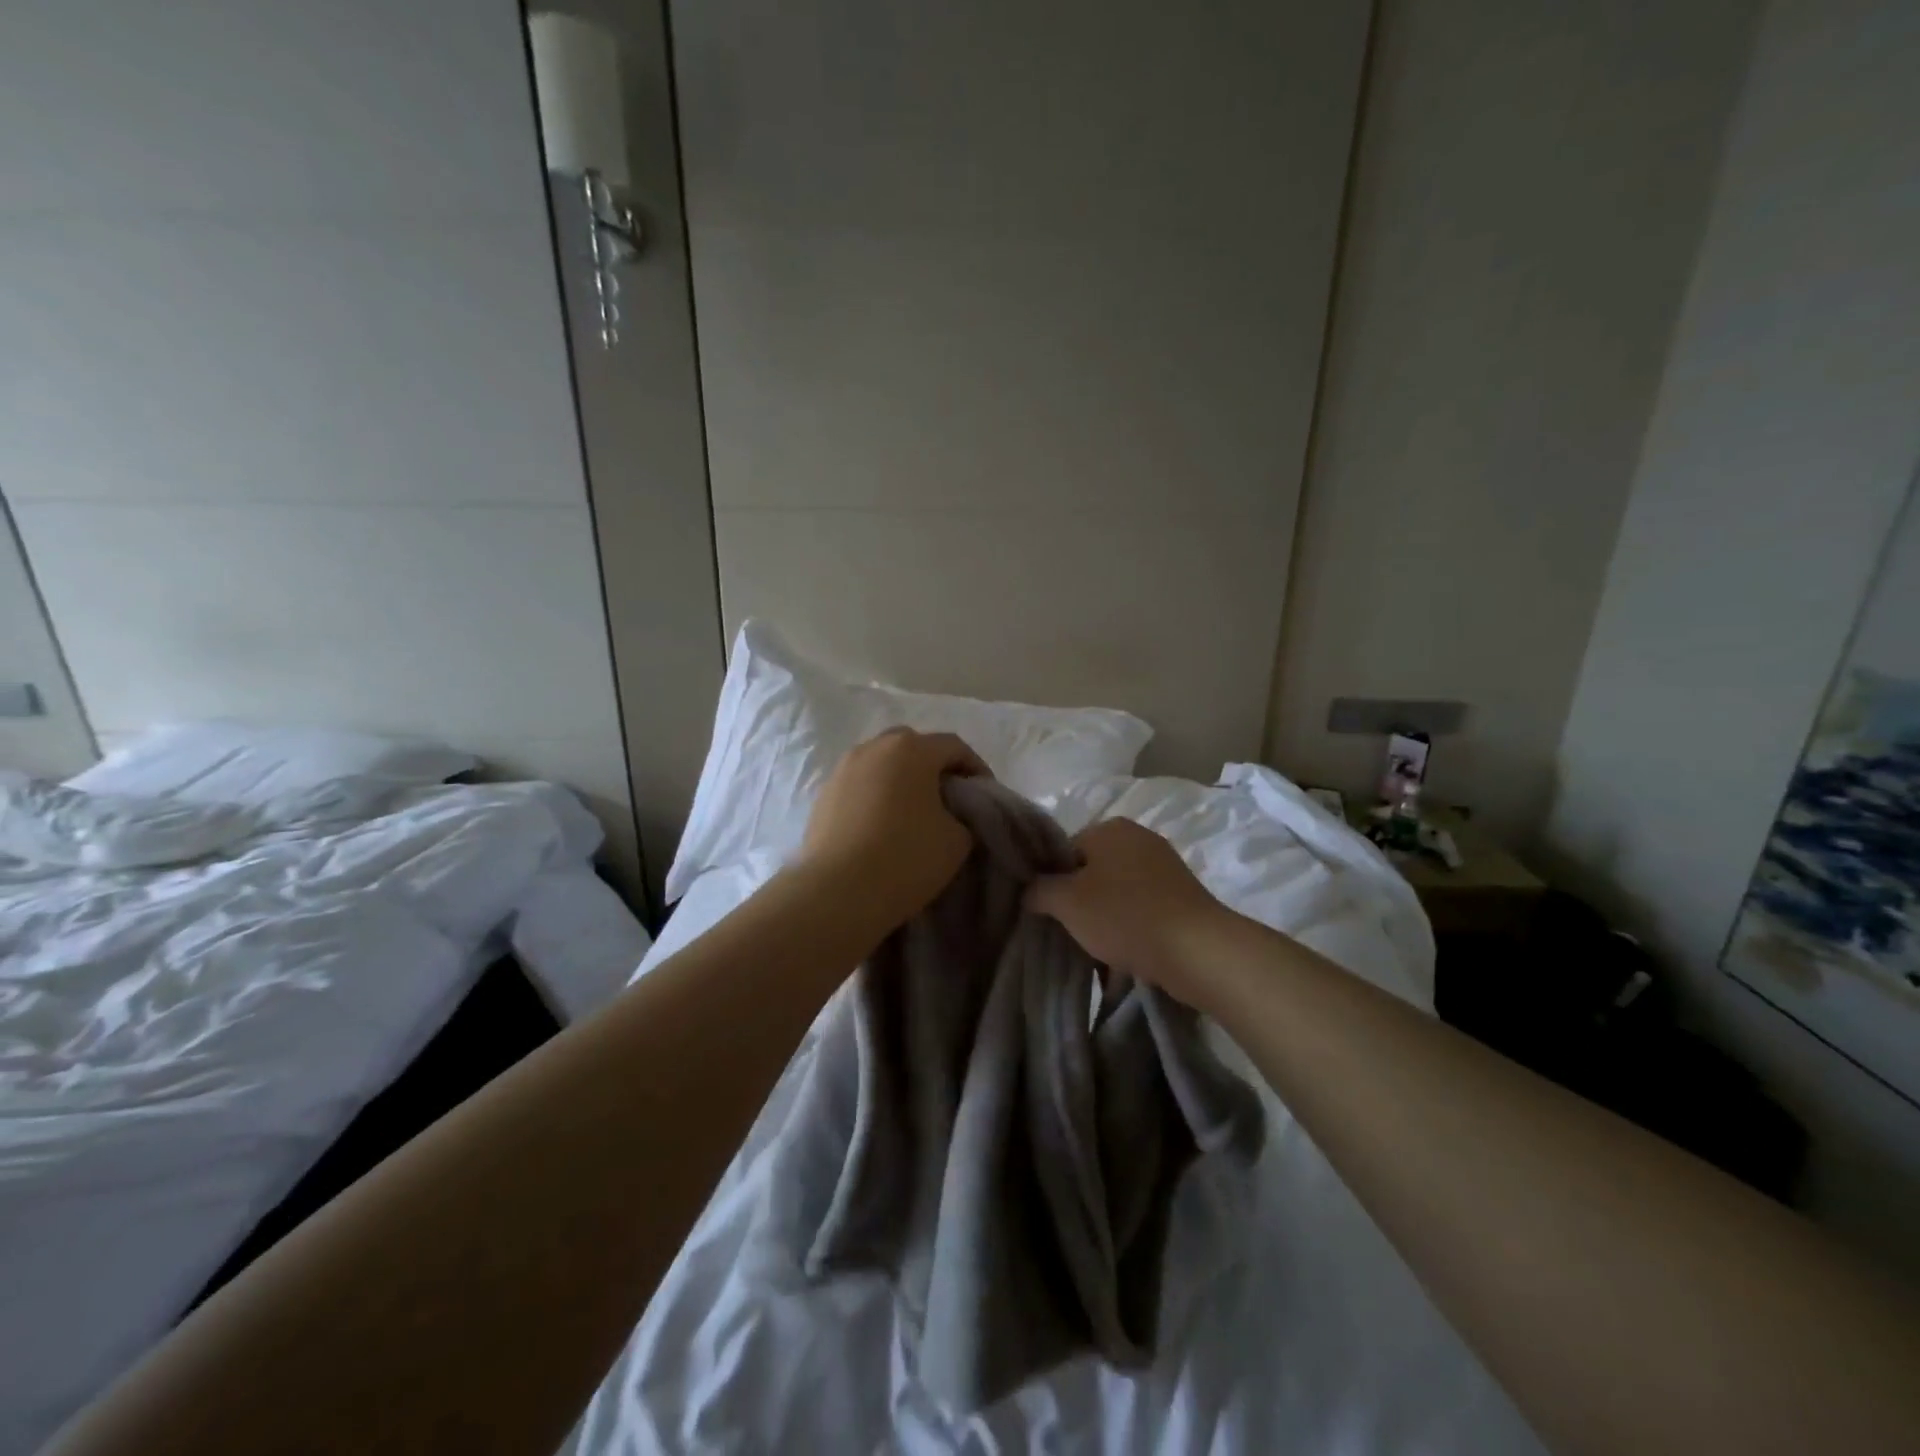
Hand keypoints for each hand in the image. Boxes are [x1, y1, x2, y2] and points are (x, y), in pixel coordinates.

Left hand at [795, 728, 989, 936]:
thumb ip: (963, 817)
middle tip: (948, 798)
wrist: (837, 891)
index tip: (985, 795)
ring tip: (912, 812)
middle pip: (913, 746)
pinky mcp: (823, 795)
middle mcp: (874, 748)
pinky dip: (875, 796)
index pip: (954, 746)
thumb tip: (950, 816)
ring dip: (901, 780)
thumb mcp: (957, 841)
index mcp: (911, 749)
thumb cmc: (905, 858)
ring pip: (881, 764)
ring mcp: (843, 769)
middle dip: (934, 767)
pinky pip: (859, 785)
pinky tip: (881, 826)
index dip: (975, 768)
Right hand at [1026, 817, 1233, 1004]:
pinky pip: (1142, 909)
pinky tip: (1126, 955)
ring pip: (1117, 893)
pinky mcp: (1182, 896)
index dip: (1053, 882)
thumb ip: (1039, 890)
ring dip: (1105, 919)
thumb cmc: (1124, 915)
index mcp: (1110, 828)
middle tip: (1071, 933)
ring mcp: (1165, 867)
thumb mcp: (1067, 902)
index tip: (1051, 913)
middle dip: (1080, 903)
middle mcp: (1138, 838)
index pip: (1065, 850)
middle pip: (1092, 871)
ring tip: (1098, 951)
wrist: (1197, 949)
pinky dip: (1131, 928)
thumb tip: (1030, 890)